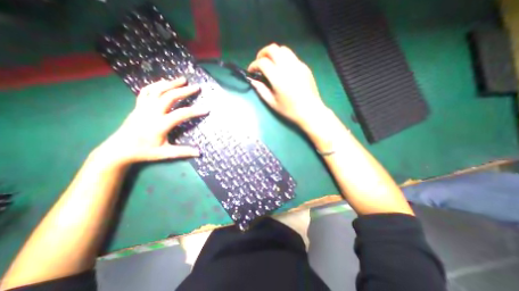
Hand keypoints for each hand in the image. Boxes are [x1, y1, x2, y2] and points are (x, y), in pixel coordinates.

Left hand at [93, 77, 207, 167]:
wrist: (118, 149)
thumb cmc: (143, 151)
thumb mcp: (164, 153)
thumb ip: (182, 152)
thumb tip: (199, 153)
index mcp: (159, 125)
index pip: (181, 114)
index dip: (195, 111)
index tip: (206, 109)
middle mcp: (151, 113)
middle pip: (169, 97)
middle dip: (184, 91)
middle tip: (196, 87)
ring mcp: (143, 107)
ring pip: (158, 90)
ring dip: (171, 84)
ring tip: (183, 79)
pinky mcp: (138, 106)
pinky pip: (146, 91)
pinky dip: (156, 85)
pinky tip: (163, 82)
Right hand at [247, 44, 327, 130]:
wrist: (310, 111)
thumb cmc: (290, 110)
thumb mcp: (272, 103)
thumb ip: (261, 90)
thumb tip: (253, 80)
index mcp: (278, 78)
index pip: (262, 62)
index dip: (253, 65)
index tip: (251, 71)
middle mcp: (288, 67)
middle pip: (272, 49)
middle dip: (262, 53)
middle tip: (259, 63)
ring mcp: (298, 65)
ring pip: (283, 49)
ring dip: (273, 53)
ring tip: (270, 64)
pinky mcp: (304, 66)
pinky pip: (292, 56)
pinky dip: (283, 58)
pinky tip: (283, 69)